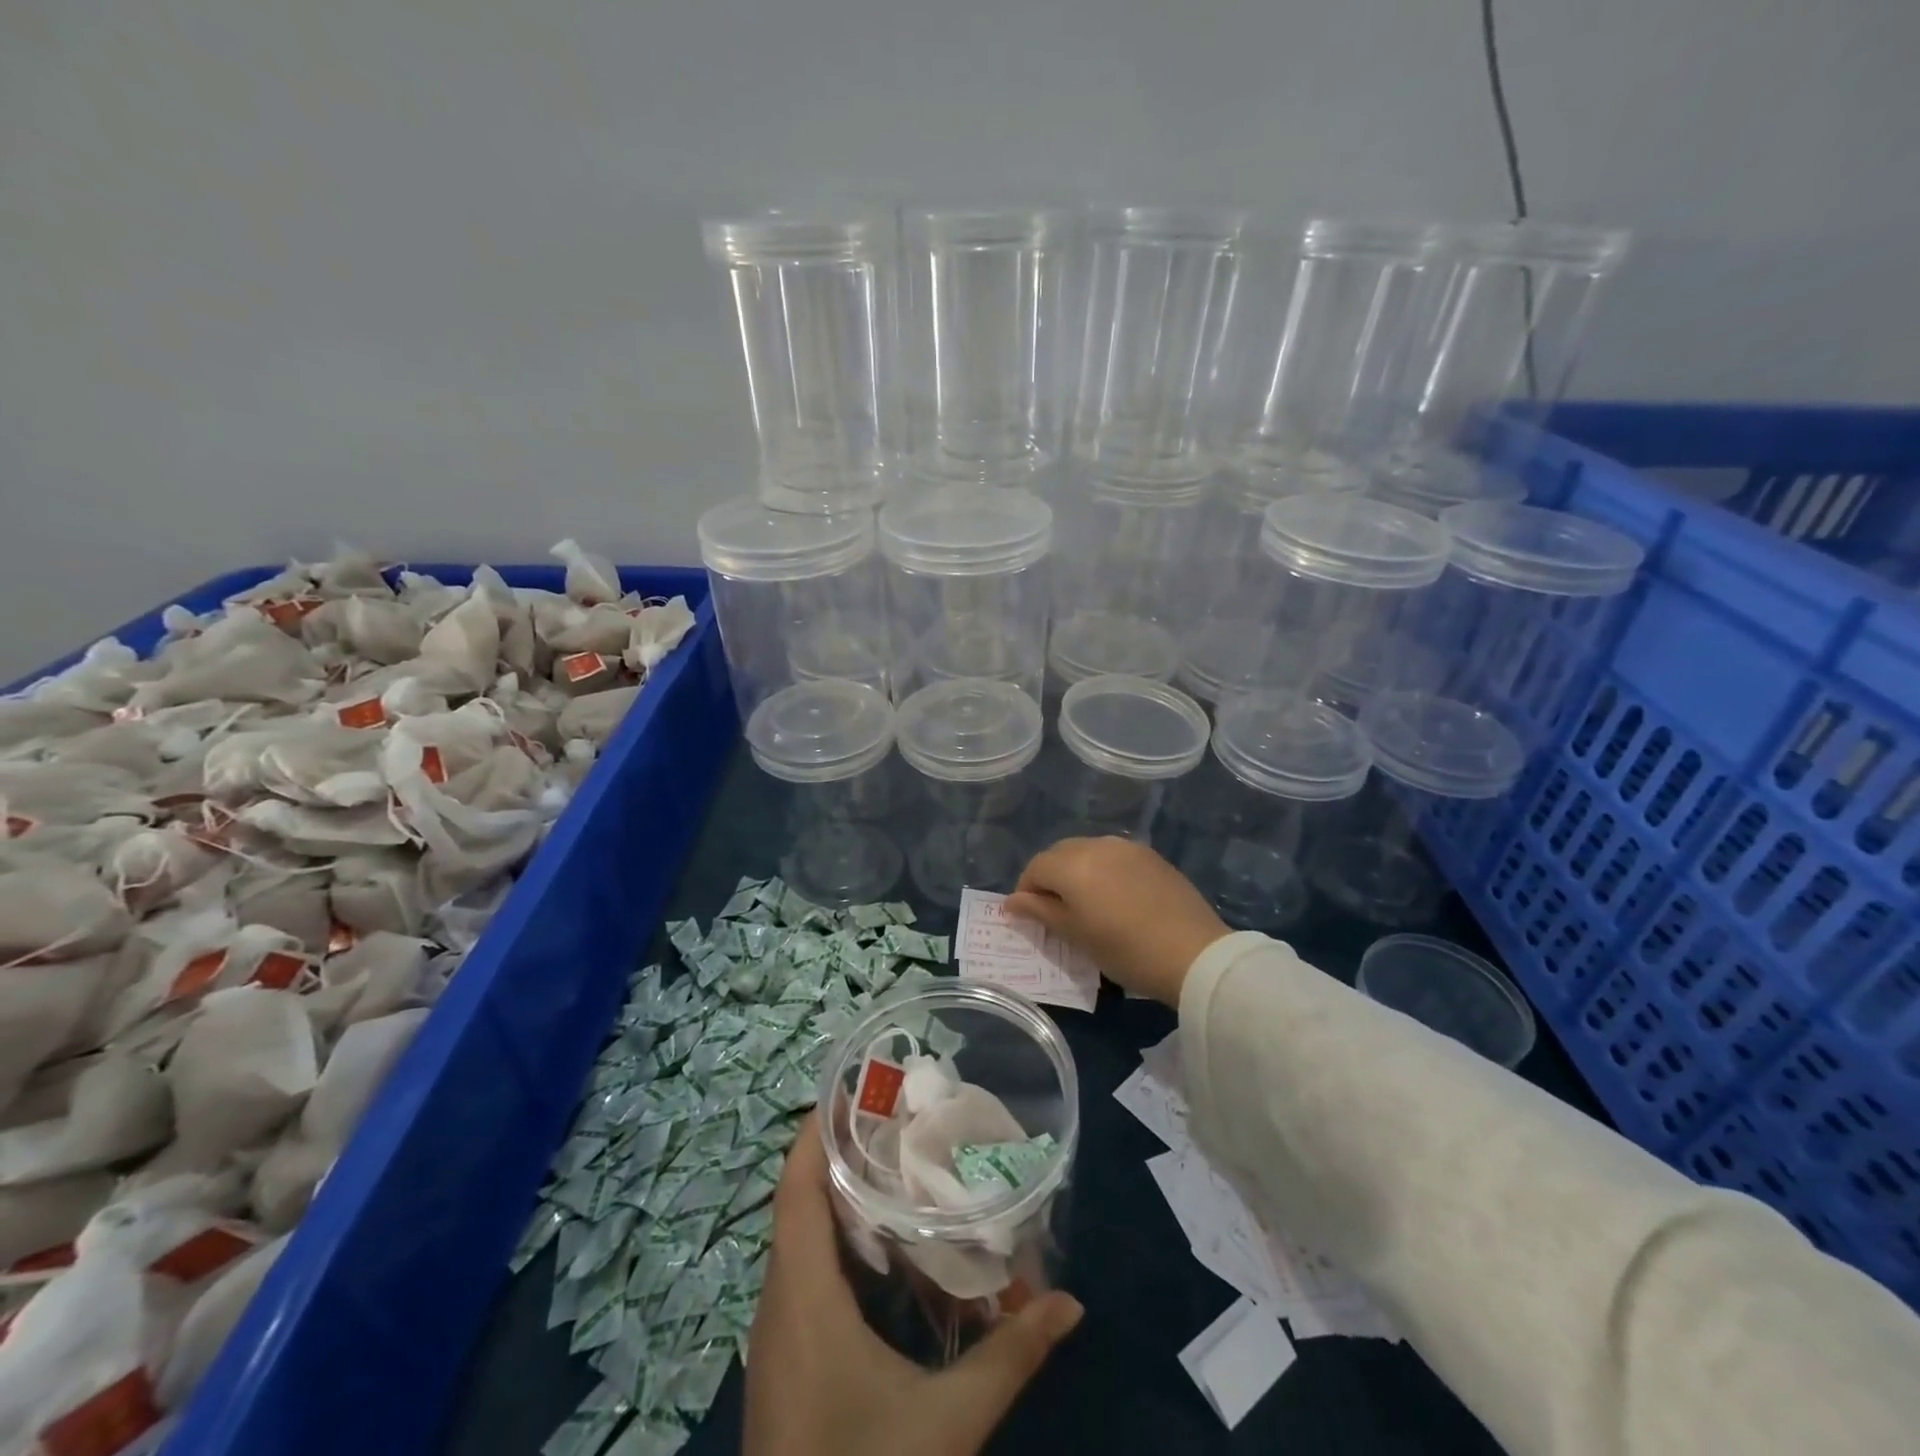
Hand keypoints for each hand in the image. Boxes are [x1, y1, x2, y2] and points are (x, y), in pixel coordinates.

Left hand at [744, 1112, 1083, 1455]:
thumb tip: (1070, 1304)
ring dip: (839, 1199)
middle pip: (799, 1201)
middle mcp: (778, 1300)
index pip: (795, 1184)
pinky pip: (805, 1276)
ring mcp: (777, 1334)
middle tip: (898, 1120)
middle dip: (841, 1152)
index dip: (817, 1127)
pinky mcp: (786, 1361)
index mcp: (801, 1293)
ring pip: (801, 1240)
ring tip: (897, 1167)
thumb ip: (1009, 1358)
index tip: (856, 1085)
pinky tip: (884, 1254)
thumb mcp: (945, 1424)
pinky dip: (839, 1245)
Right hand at [1006, 837, 1228, 1006]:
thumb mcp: (1076, 936)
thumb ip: (1040, 912)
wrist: (1194, 953)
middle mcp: (1096, 845)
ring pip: (1087, 851)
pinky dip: (1104, 870)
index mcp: (1071, 864)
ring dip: (1078, 871)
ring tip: (1088, 904)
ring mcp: (1127, 847)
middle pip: (1060, 854)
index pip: (1035, 868)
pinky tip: (1117, 897)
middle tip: (1057, 911)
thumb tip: (1011, 901)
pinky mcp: (1151, 855)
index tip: (1032, 917)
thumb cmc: (1125, 950)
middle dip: (1051, 877)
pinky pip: (1114, 856)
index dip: (1026, 891)